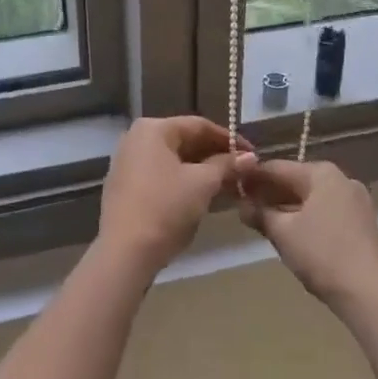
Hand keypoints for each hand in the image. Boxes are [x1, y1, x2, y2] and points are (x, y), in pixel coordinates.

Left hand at [97, 116, 255, 275]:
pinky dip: (182, 181)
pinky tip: (201, 195)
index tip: (252, 154)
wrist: (125, 252)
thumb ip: (227, 165)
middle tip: (242, 171)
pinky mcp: (125, 187)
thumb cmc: (166, 208)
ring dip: (201, 170)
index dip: (229, 139)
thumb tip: (249, 157)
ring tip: (228, 184)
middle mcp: (136, 139)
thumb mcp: (202, 184)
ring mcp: (127, 163)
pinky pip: (160, 175)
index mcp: (153, 129)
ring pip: (173, 160)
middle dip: (215, 156)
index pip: (199, 126)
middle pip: (184, 141)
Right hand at [237, 159, 377, 311]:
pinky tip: (291, 232)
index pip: (277, 168)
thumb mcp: (282, 232)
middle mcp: (342, 179)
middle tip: (245, 208)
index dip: (252, 178)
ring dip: (287, 207)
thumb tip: (241, 205)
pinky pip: (326, 211)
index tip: (232, 188)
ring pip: (312, 197)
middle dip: (270, 194)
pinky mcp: (362, 222)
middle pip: (296, 180)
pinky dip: (306, 217)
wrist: (369, 293)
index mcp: (322, 173)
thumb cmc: (321, 254)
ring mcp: (356, 201)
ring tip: (264, 222)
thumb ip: (259, 213)